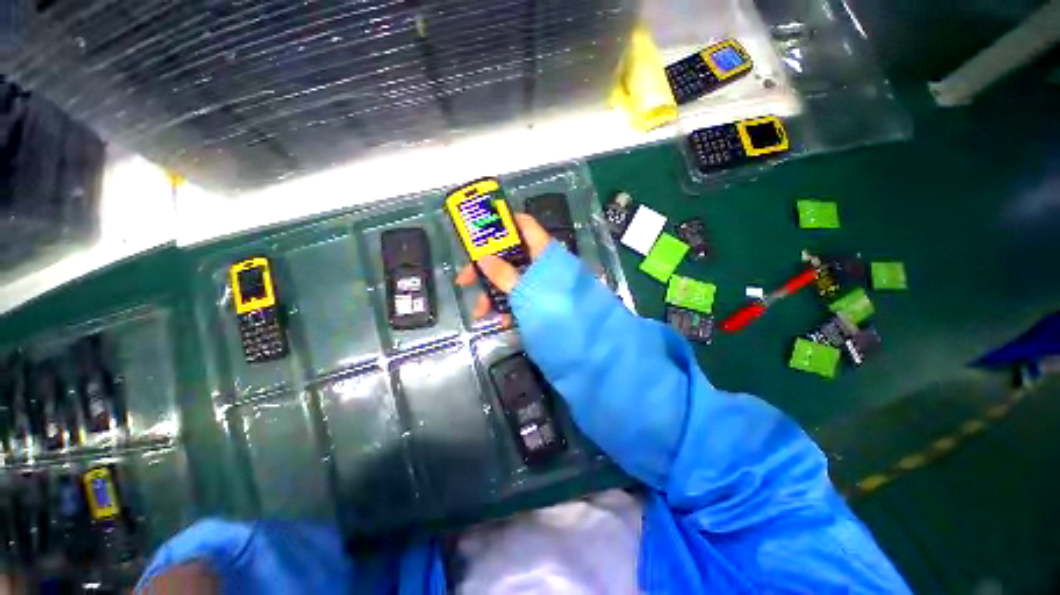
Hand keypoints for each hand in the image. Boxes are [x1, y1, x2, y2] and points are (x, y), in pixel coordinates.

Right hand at [455, 213, 551, 327]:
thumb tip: (483, 258)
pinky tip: (503, 321)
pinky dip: (510, 305)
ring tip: (481, 312)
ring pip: (513, 278)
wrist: (584, 341)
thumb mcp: (524, 291)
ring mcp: (543, 282)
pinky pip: (522, 296)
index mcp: (543, 251)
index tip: (477, 233)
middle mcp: (543, 262)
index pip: (523, 224)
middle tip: (465, 281)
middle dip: (487, 269)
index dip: (501, 223)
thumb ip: (503, 274)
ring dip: (494, 293)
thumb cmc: (554, 310)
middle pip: (510, 255)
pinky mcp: (544, 299)